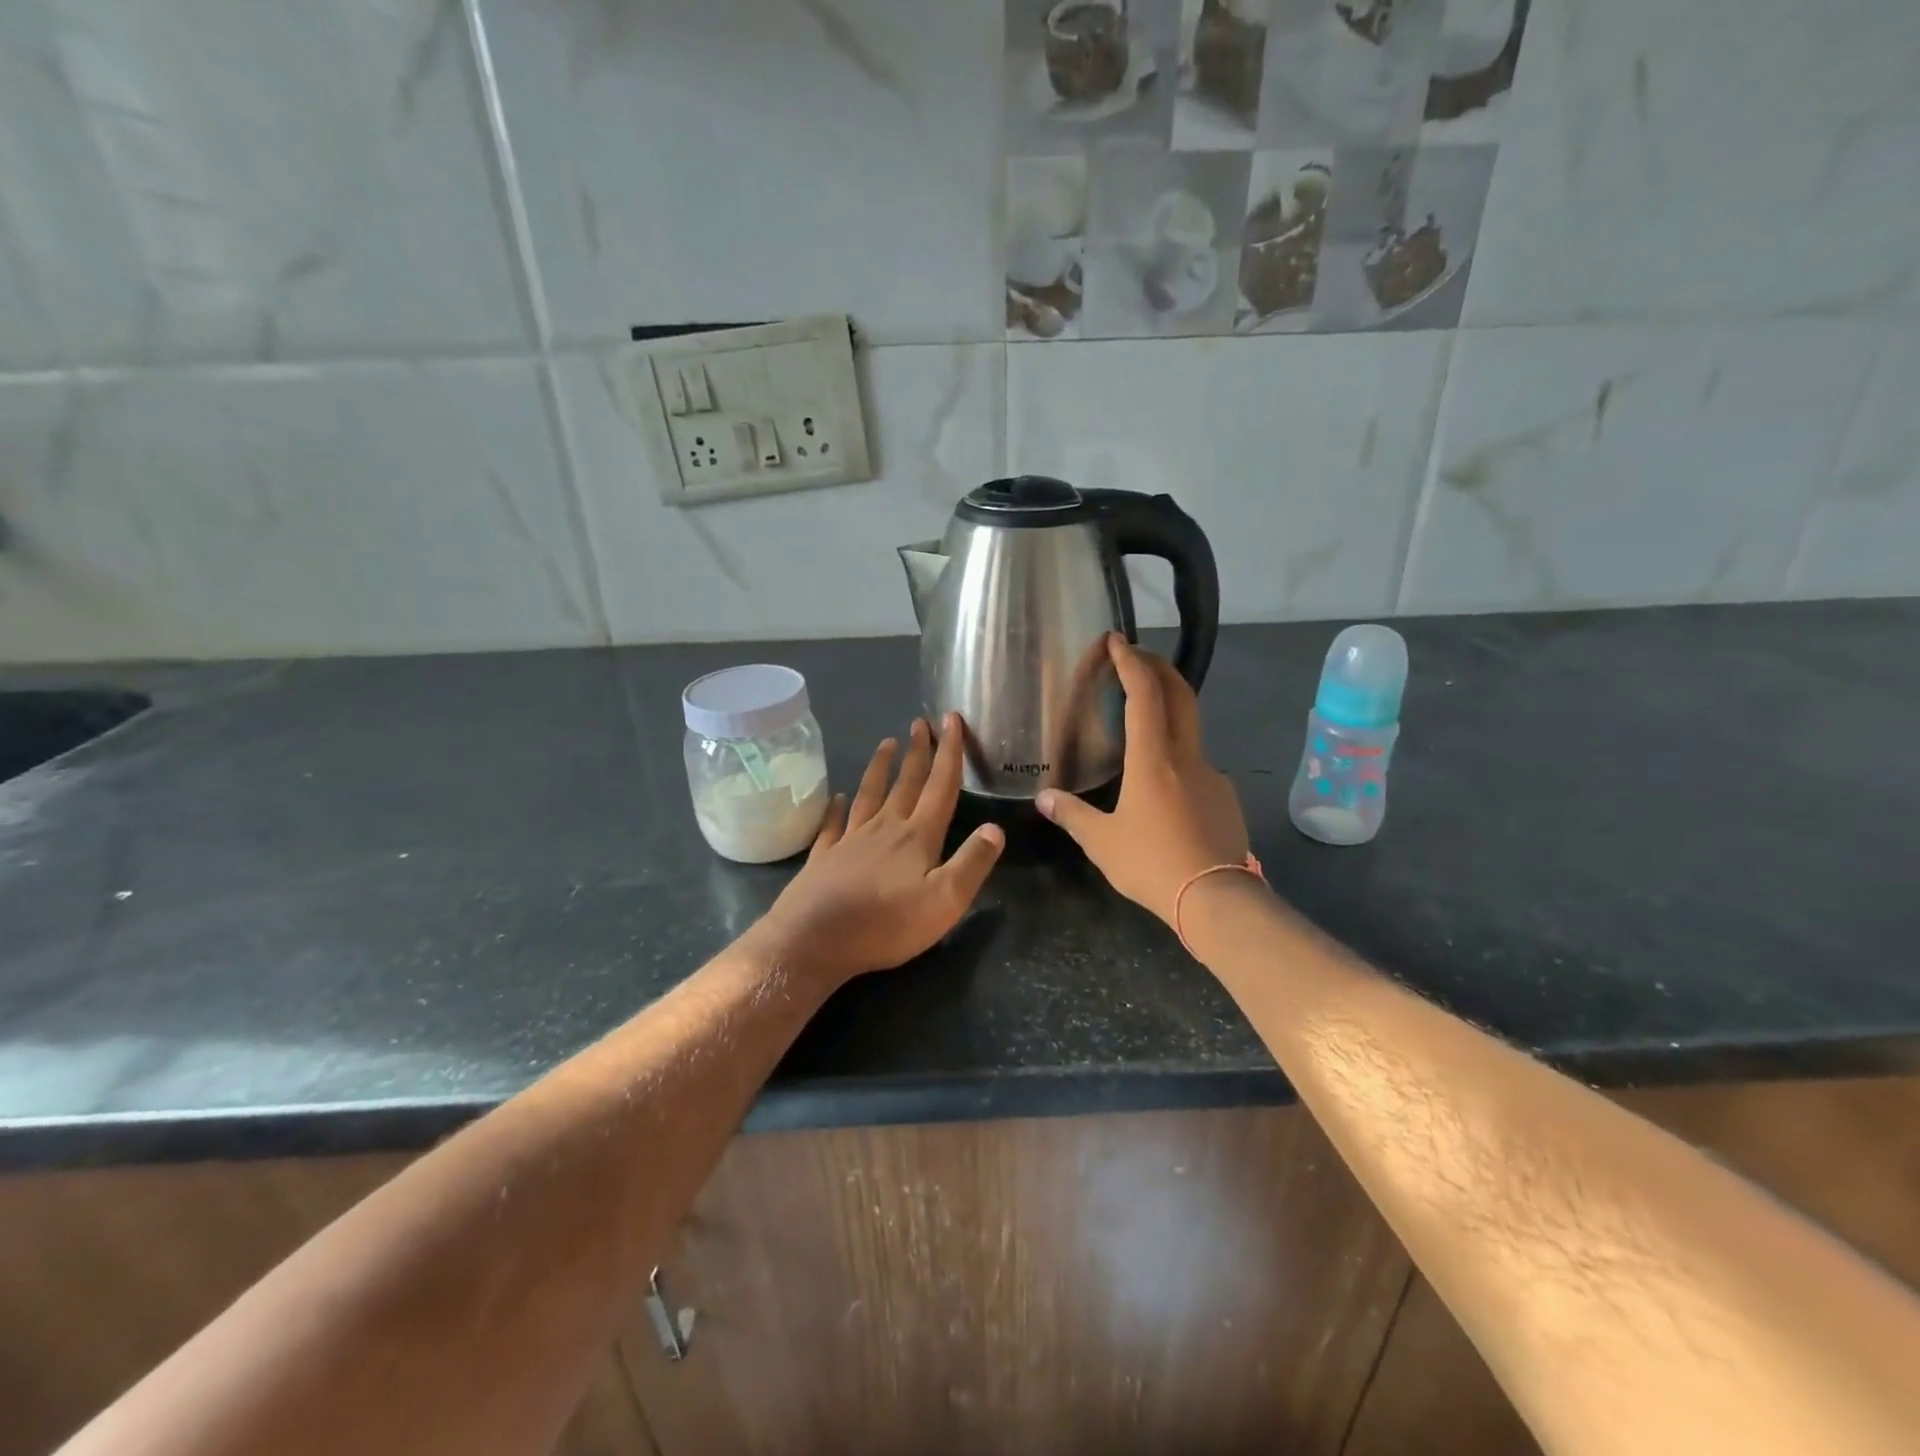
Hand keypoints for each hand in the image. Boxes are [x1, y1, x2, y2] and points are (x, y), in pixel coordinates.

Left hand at [748, 713, 1004, 984]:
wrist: (815, 940)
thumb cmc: (886, 924)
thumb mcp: (946, 900)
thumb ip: (972, 863)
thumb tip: (996, 828)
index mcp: (917, 837)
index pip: (940, 786)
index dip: (949, 752)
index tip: (951, 719)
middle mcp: (885, 829)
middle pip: (906, 783)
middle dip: (918, 752)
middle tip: (921, 722)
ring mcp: (850, 841)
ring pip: (869, 795)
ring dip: (880, 768)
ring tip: (886, 743)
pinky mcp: (824, 858)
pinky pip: (833, 825)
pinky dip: (837, 808)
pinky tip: (838, 797)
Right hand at [1037, 635, 1250, 927]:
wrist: (1216, 898)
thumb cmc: (1152, 863)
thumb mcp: (1102, 842)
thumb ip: (1072, 815)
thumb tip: (1044, 799)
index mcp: (1152, 758)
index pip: (1143, 694)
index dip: (1130, 662)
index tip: (1116, 640)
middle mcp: (1185, 756)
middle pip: (1179, 695)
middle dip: (1158, 668)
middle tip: (1136, 657)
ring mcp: (1211, 774)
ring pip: (1190, 729)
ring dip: (1169, 711)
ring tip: (1144, 723)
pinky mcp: (1224, 797)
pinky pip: (1198, 764)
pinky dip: (1178, 756)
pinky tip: (1165, 786)